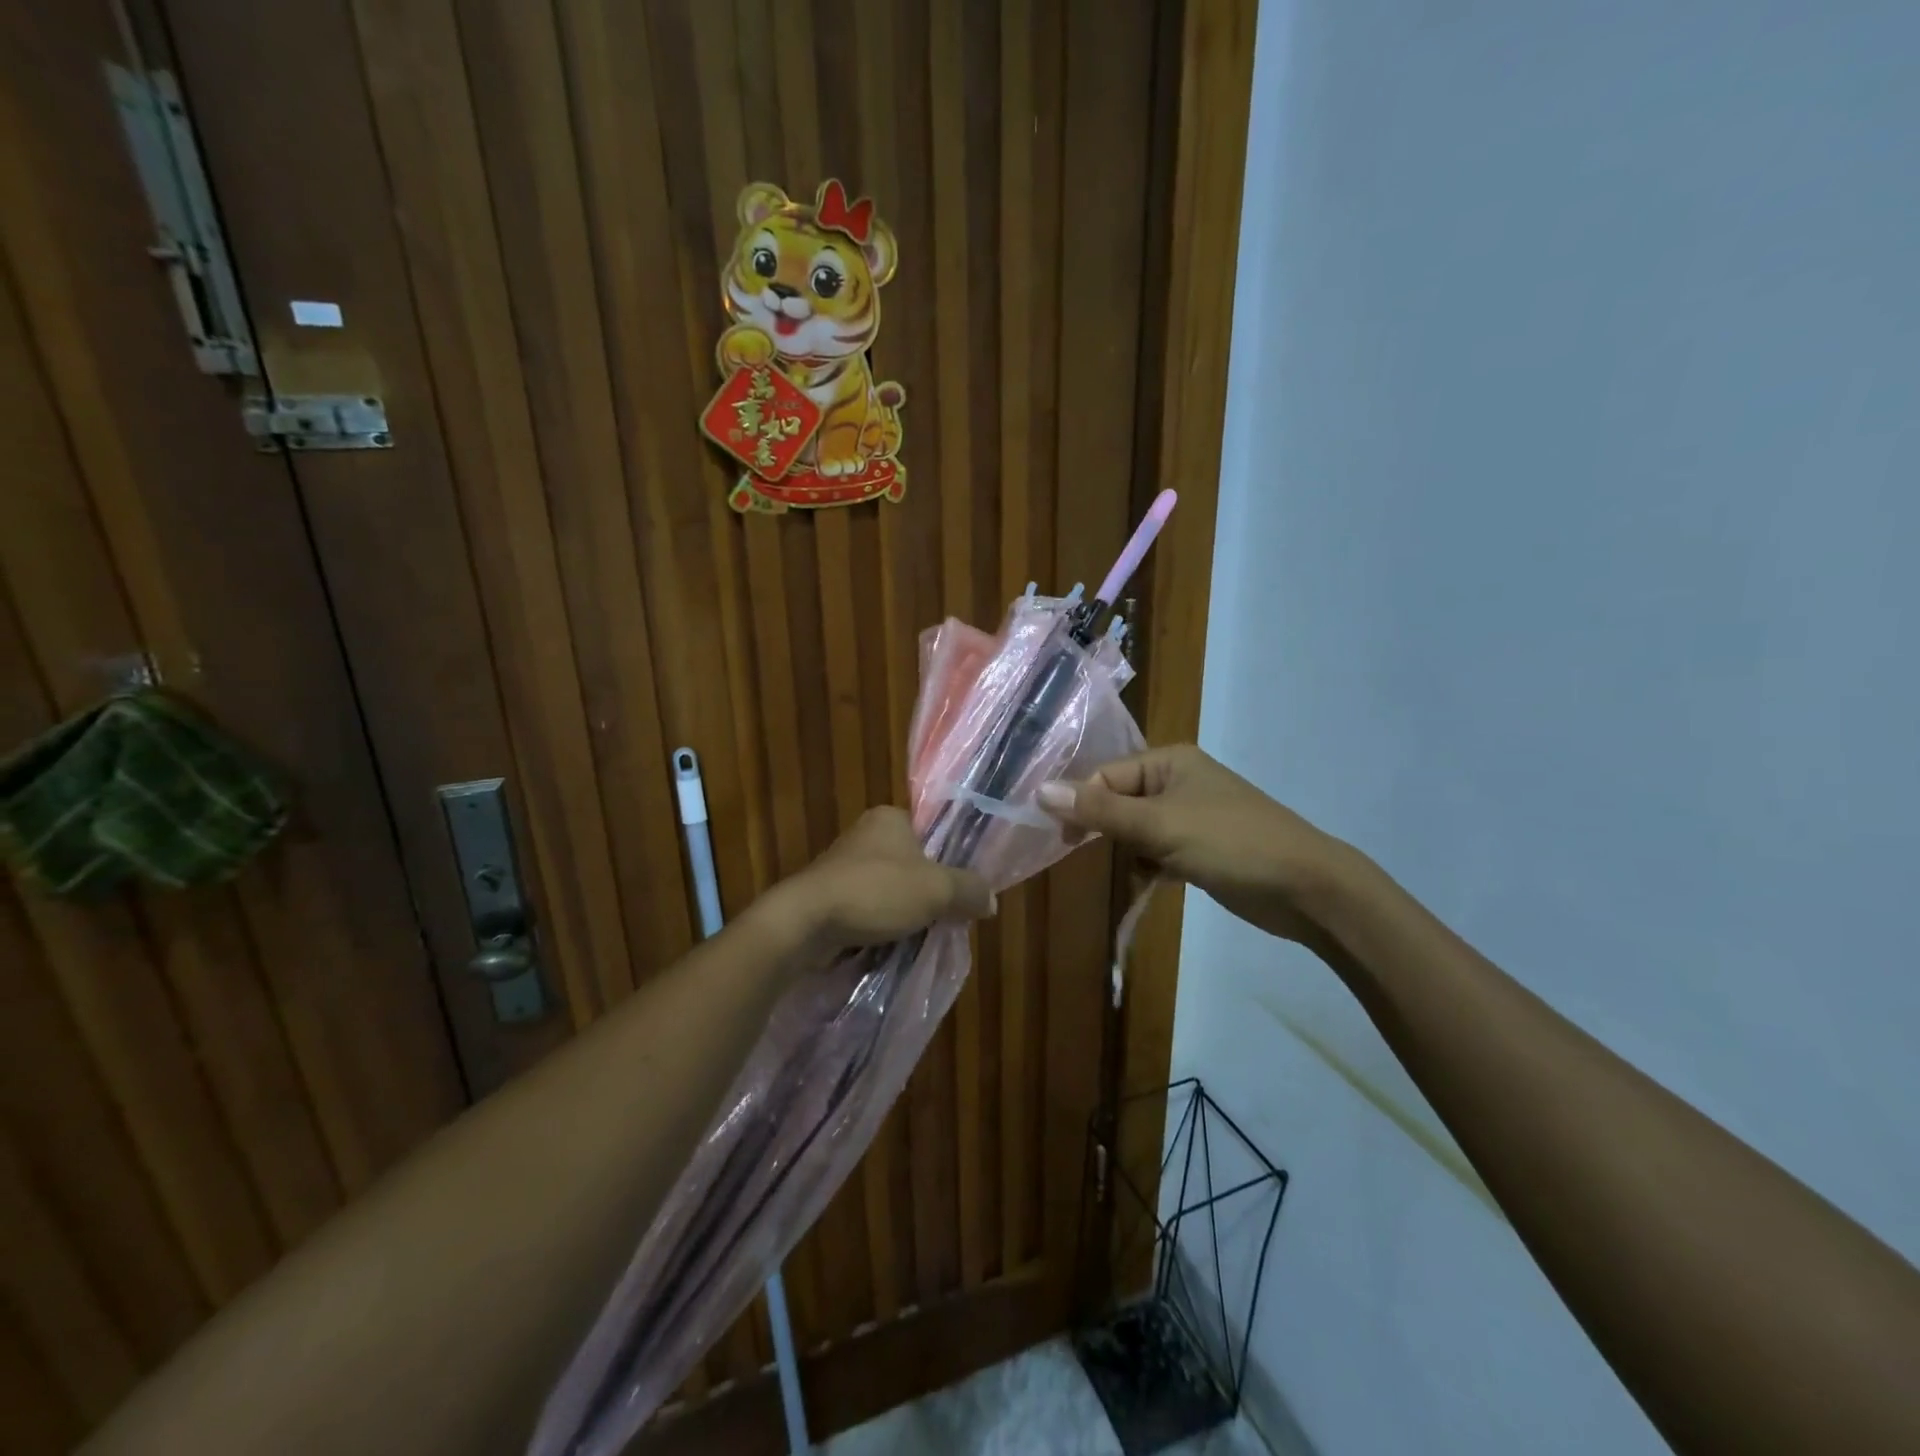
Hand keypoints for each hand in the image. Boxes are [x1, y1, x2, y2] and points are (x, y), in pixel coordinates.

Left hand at [763, 807, 994, 954]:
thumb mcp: (937, 890)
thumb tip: (991, 901)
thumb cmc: (875, 892)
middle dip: (928, 892)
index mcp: (890, 817)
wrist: (805, 922)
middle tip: (946, 918)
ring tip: (921, 936)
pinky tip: (891, 944)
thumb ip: (969, 891)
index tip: (962, 891)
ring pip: (890, 889)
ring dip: (904, 912)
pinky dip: (881, 924)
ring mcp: (843, 865)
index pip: (932, 833)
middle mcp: (865, 834)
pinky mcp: (829, 894)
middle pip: (913, 864)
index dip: (951, 861)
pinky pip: (868, 907)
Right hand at [1037, 745, 1350, 944]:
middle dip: (1106, 830)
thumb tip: (1039, 790)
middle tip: (1088, 854)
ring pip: (1136, 829)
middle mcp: (1178, 781)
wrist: (1307, 889)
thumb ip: (1099, 810)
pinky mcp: (1201, 847)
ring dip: (1129, 851)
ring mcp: (1191, 815)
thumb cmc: (1231, 844)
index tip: (1065, 840)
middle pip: (1119, 801)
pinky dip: (1149, 865)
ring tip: (1139, 870)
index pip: (1106, 777)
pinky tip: (1152, 882)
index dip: (1082, 805)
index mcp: (1169, 761)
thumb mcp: (1159, 826)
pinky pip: (1157, 850)